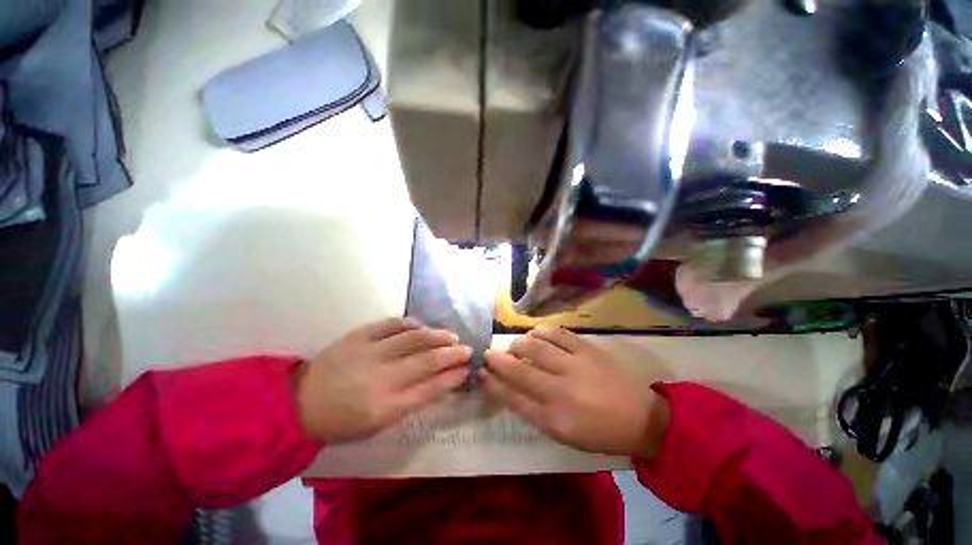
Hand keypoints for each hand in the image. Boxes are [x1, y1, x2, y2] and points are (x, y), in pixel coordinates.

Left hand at [294, 318, 470, 443]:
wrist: (298, 403)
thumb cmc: (342, 422)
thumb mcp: (378, 424)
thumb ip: (411, 402)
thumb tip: (440, 383)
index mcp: (385, 408)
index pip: (430, 389)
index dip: (452, 378)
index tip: (467, 369)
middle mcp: (381, 378)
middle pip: (427, 361)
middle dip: (452, 354)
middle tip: (468, 349)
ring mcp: (369, 353)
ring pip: (414, 339)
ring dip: (437, 336)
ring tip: (451, 336)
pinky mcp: (358, 336)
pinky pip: (391, 324)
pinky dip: (410, 323)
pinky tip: (421, 326)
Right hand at [482, 325, 668, 458]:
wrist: (641, 418)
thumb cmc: (599, 432)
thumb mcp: (563, 433)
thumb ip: (534, 412)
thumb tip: (509, 390)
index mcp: (554, 418)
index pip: (513, 397)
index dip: (493, 383)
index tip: (481, 372)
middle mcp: (561, 390)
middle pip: (519, 370)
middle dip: (498, 359)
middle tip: (489, 354)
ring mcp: (575, 365)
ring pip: (535, 347)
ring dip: (518, 344)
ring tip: (515, 346)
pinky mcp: (587, 349)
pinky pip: (557, 333)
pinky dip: (541, 331)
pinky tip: (536, 334)